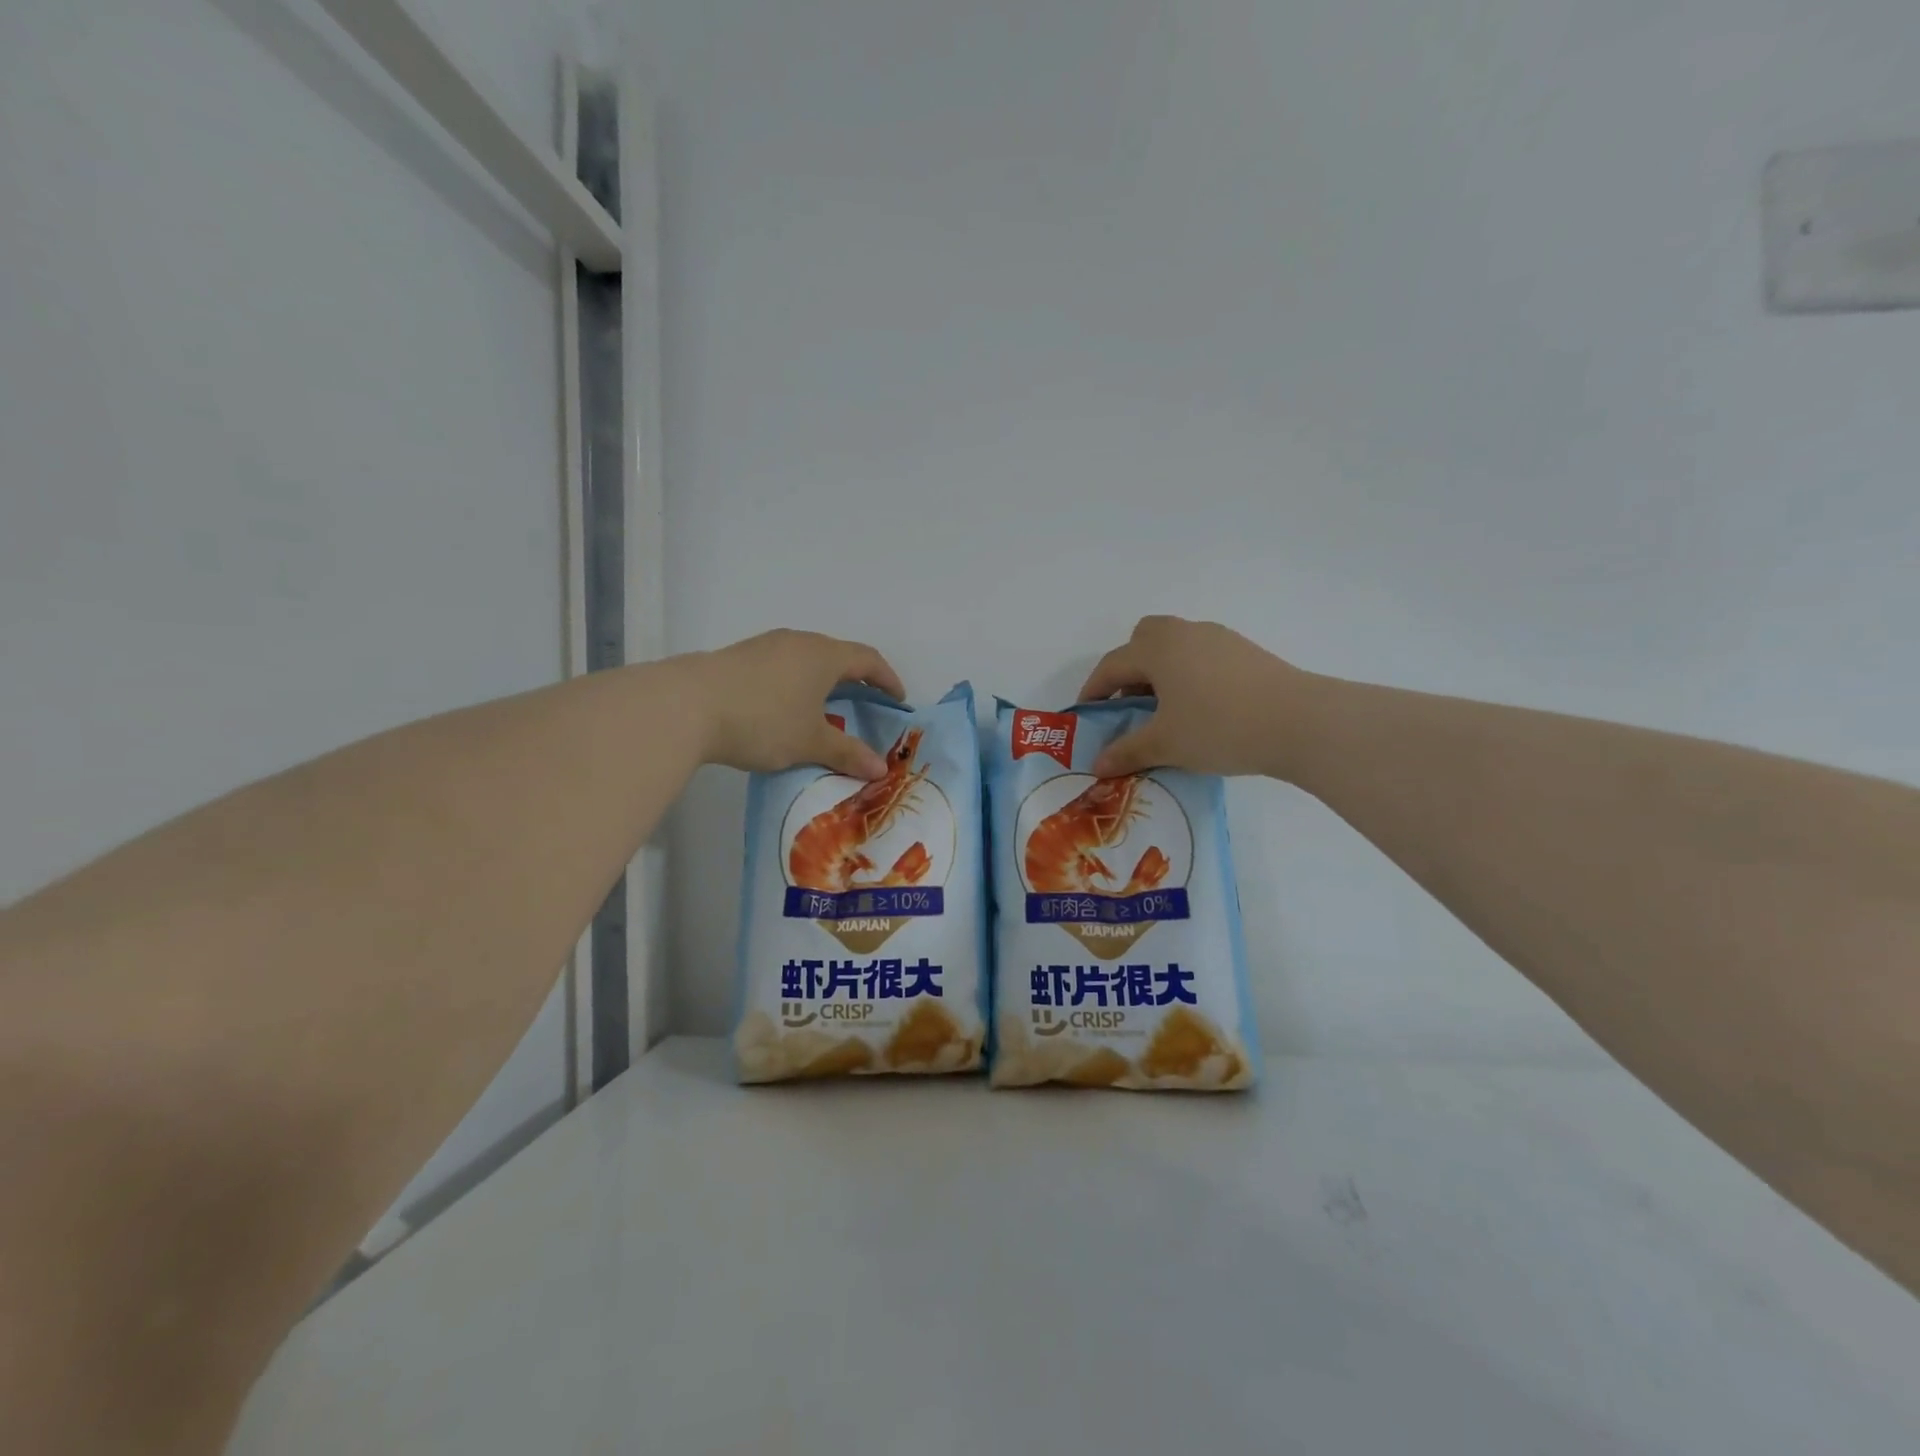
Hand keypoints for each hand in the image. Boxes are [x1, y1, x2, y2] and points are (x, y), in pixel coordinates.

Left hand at [686, 629, 905, 779]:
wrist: (687, 705)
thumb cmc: (763, 720)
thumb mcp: (810, 741)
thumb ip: (847, 753)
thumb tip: (881, 769)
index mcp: (824, 655)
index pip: (868, 659)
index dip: (887, 679)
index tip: (897, 700)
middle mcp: (799, 642)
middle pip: (837, 655)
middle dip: (855, 679)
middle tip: (864, 705)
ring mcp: (766, 646)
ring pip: (806, 660)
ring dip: (822, 681)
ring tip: (823, 709)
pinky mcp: (740, 657)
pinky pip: (781, 666)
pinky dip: (795, 684)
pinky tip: (783, 708)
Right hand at [1078, 616, 1308, 778]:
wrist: (1300, 722)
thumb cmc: (1219, 727)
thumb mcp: (1166, 744)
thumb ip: (1127, 751)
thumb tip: (1097, 765)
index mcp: (1157, 648)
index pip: (1112, 665)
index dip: (1094, 691)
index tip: (1088, 717)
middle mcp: (1184, 633)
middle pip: (1143, 639)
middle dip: (1129, 670)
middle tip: (1130, 707)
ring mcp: (1219, 639)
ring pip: (1176, 647)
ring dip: (1160, 673)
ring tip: (1167, 713)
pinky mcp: (1245, 652)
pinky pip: (1202, 656)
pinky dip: (1189, 676)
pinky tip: (1202, 710)